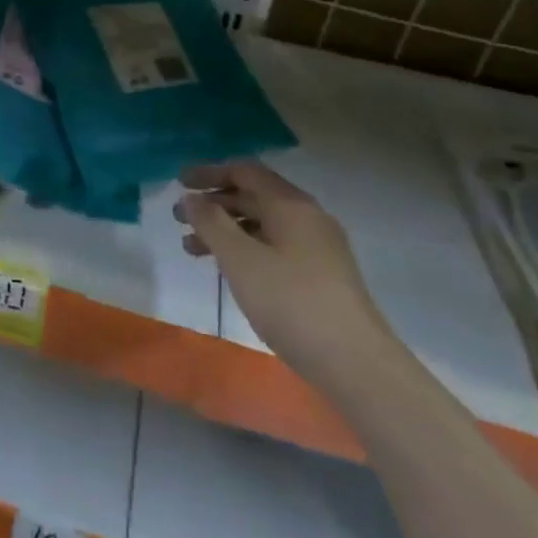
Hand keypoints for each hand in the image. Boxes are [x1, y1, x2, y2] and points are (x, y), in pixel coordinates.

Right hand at [175, 160, 395, 387]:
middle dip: (214, 204)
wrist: (357, 365)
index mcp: (291, 204)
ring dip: (226, 230)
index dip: (209, 172)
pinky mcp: (322, 276)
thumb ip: (211, 223)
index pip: (245, 171)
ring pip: (263, 225)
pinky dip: (246, 249)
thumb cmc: (292, 302)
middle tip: (179, 219)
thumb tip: (191, 198)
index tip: (179, 183)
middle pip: (254, 196)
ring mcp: (319, 248)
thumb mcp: (241, 259)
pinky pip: (275, 247)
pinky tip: (230, 271)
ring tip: (192, 249)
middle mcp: (307, 217)